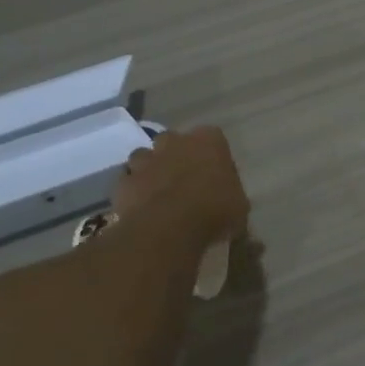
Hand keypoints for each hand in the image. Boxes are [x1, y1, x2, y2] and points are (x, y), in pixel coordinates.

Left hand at [110, 126, 249, 247]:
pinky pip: (128, 180)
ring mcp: (146, 160)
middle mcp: (175, 142)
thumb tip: (228, 199)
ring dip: (150, 169)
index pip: (213, 137)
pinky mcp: (125, 181)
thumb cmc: (214, 211)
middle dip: (176, 154)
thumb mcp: (239, 205)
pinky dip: (133, 189)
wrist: (169, 228)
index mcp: (209, 141)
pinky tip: (141, 205)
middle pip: (173, 140)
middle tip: (184, 178)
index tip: (215, 173)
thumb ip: (231, 193)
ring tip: (158, 191)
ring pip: (145, 156)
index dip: (212, 155)